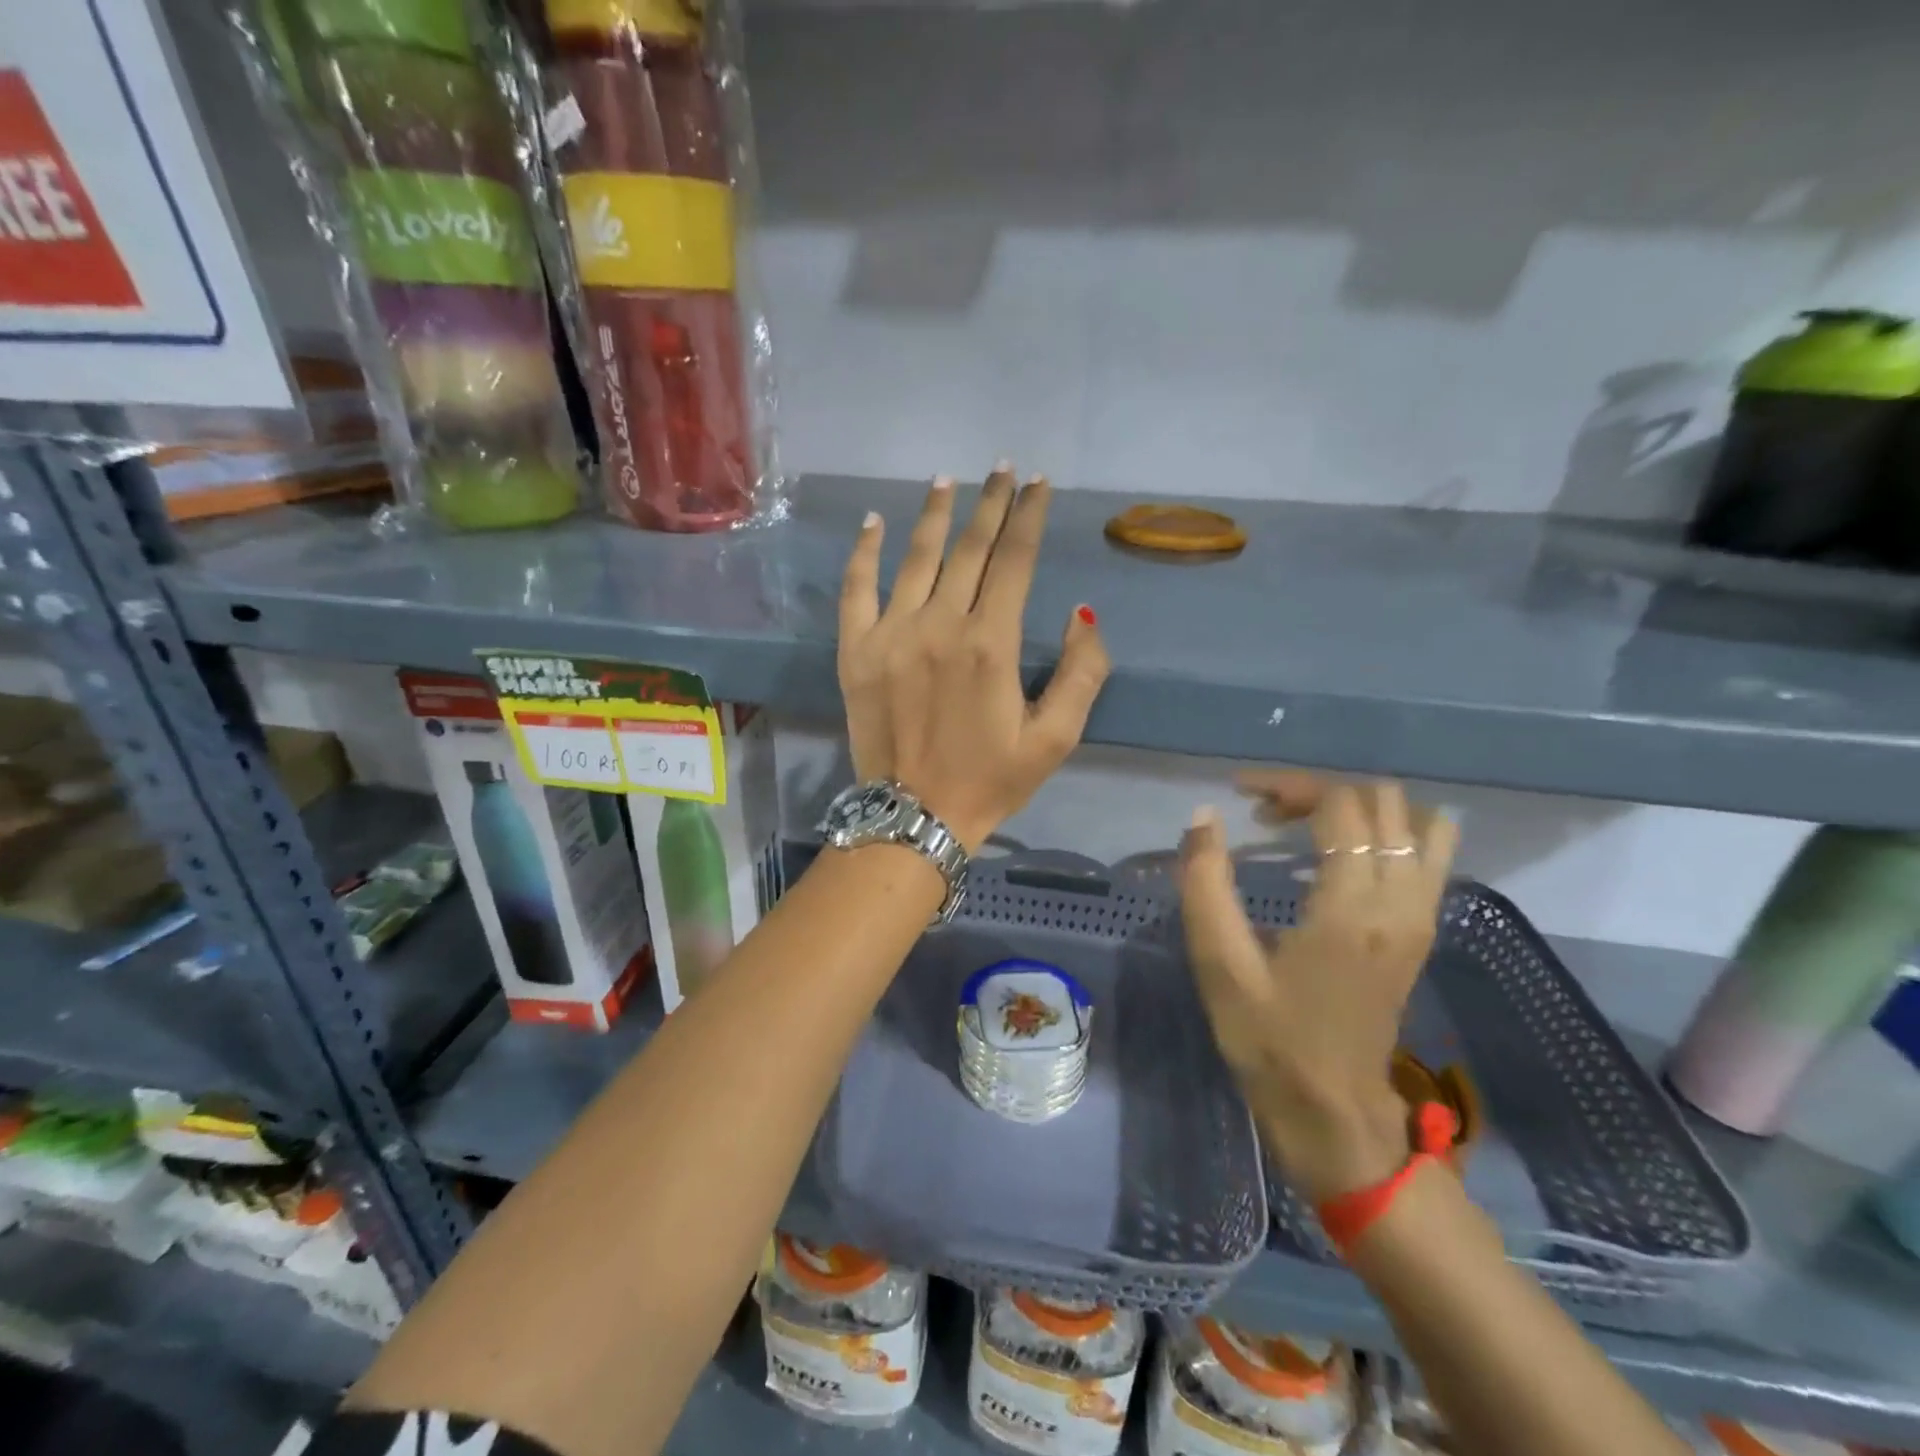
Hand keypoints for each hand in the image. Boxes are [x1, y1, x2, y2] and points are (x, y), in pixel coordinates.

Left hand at [837, 467, 1109, 851]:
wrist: (914, 817)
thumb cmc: (990, 781)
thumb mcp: (1056, 739)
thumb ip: (1081, 673)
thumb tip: (1080, 614)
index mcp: (991, 644)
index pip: (1015, 560)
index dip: (1030, 517)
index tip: (1039, 484)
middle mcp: (940, 625)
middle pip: (970, 548)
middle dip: (991, 504)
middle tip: (1003, 469)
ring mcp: (891, 634)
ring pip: (916, 557)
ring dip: (935, 515)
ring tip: (949, 480)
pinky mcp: (856, 651)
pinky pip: (857, 589)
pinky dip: (865, 553)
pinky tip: (874, 522)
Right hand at [1179, 772, 1458, 1202]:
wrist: (1336, 1115)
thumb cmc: (1270, 1042)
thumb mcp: (1220, 966)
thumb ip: (1206, 885)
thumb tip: (1204, 817)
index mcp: (1351, 909)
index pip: (1339, 806)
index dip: (1288, 786)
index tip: (1241, 795)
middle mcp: (1401, 902)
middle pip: (1381, 802)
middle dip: (1320, 792)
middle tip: (1267, 814)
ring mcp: (1422, 916)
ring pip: (1418, 821)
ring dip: (1361, 807)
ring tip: (1309, 824)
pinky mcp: (1424, 930)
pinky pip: (1430, 853)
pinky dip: (1393, 831)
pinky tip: (1347, 849)